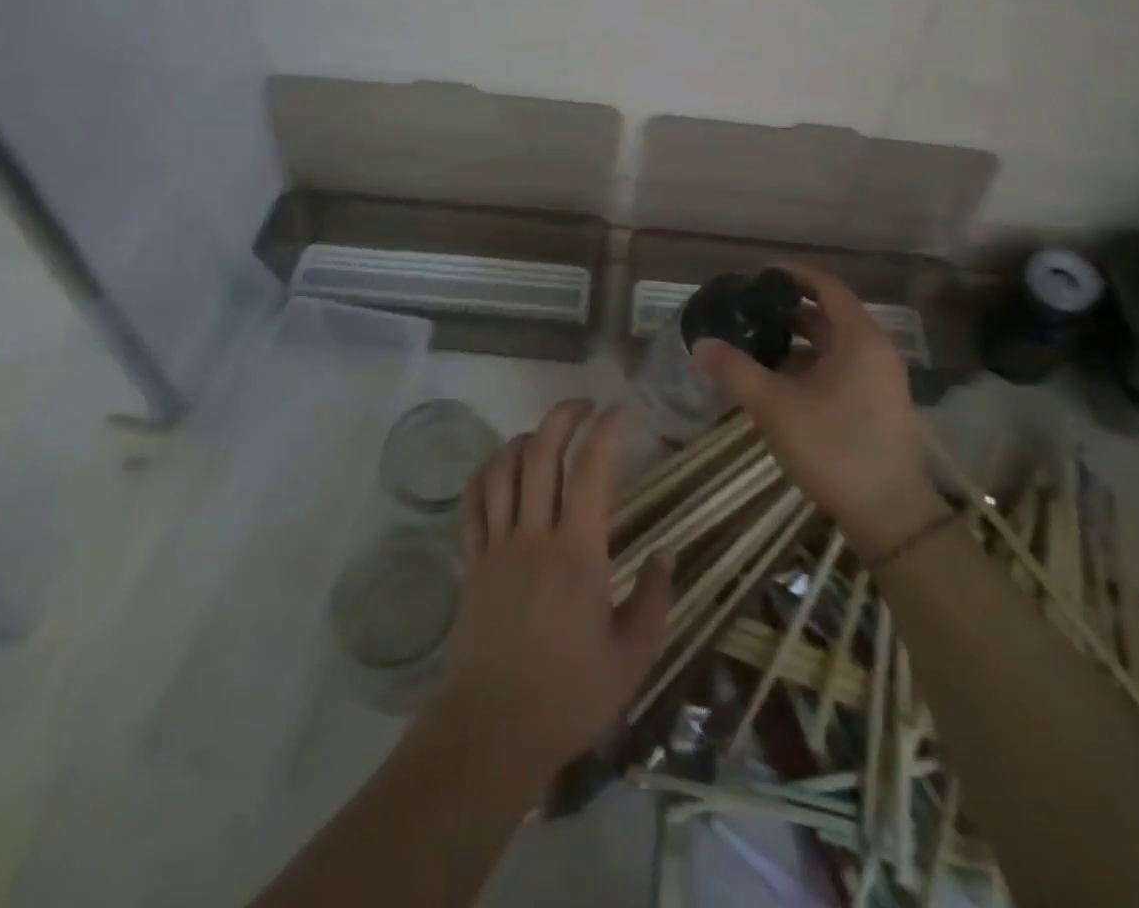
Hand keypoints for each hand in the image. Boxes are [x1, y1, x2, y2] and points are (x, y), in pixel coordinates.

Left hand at [442, 399, 672, 790]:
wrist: (492, 732)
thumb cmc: (569, 696)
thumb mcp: (632, 658)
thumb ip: (655, 600)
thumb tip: (667, 553)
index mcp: (578, 553)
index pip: (592, 471)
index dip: (607, 431)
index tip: (623, 411)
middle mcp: (534, 535)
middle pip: (541, 453)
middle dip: (563, 416)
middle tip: (585, 405)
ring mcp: (497, 546)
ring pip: (502, 469)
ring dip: (524, 438)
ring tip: (545, 434)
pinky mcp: (472, 563)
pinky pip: (472, 504)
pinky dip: (485, 473)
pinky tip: (499, 466)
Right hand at [693, 262, 949, 562]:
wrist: (889, 514)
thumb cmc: (833, 446)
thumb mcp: (775, 406)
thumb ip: (736, 371)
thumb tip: (701, 344)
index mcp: (859, 338)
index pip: (827, 287)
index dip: (794, 276)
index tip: (760, 275)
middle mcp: (875, 351)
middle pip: (830, 316)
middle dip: (789, 311)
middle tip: (749, 311)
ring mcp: (879, 380)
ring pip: (834, 347)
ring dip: (798, 342)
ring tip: (756, 345)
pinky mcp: (876, 406)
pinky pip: (840, 370)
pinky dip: (810, 367)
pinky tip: (779, 383)